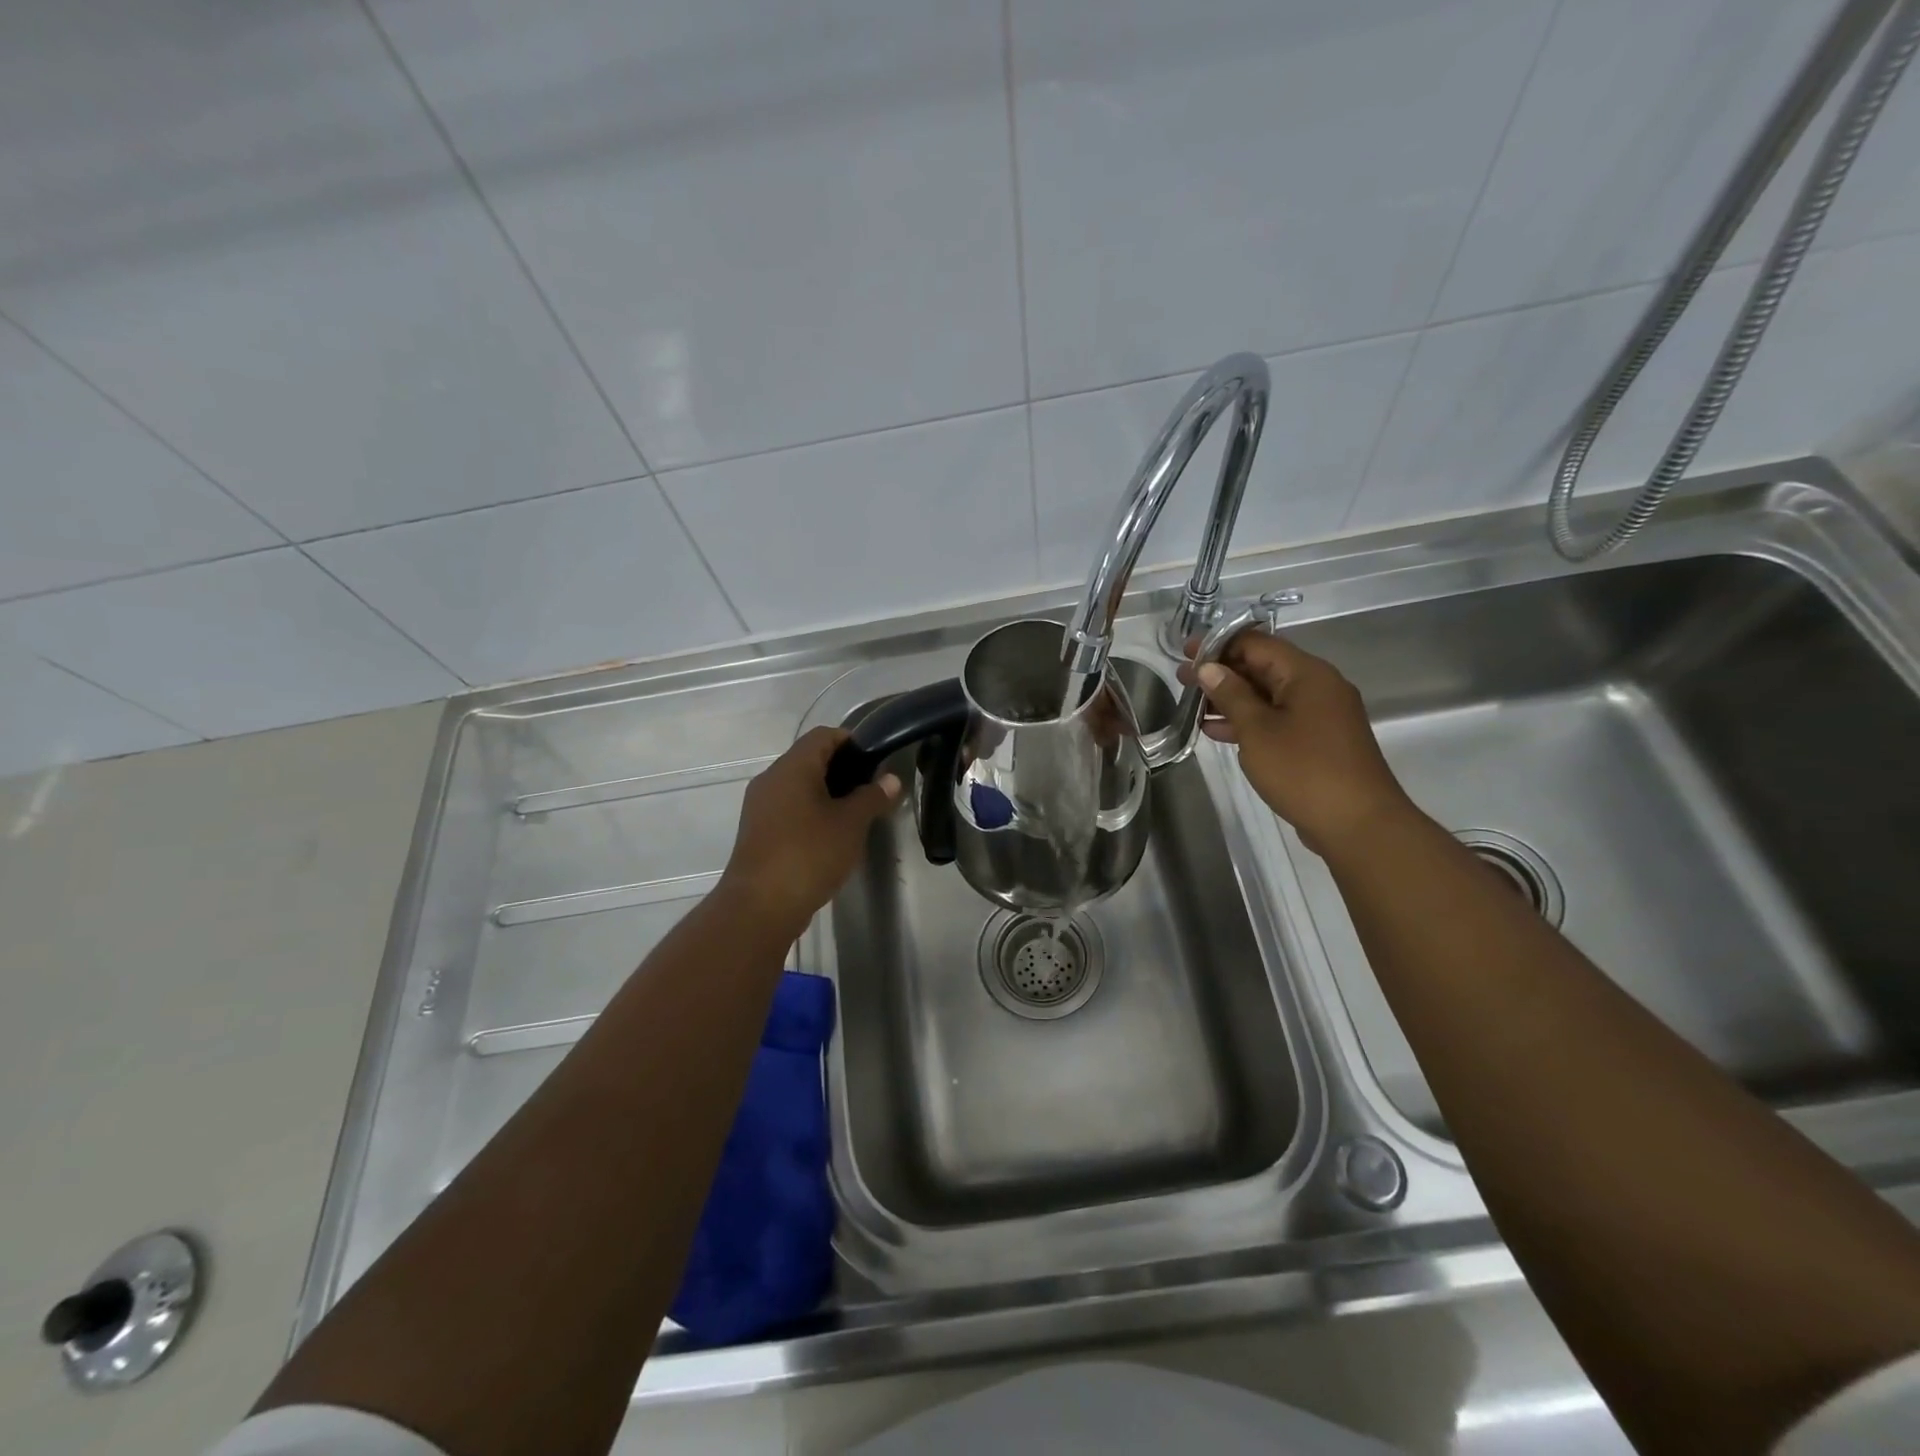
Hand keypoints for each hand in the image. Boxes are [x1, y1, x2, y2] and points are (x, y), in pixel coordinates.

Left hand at [719, 726, 900, 936]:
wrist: (760, 907)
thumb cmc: (809, 854)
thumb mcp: (851, 824)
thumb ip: (872, 797)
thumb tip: (891, 779)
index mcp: (792, 767)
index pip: (823, 735)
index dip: (852, 741)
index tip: (876, 762)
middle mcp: (771, 779)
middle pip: (810, 759)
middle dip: (843, 770)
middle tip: (872, 790)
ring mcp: (760, 807)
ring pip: (799, 786)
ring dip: (827, 794)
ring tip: (857, 815)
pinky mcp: (758, 832)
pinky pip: (789, 809)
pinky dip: (811, 813)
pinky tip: (832, 837)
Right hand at [1182, 630, 1414, 854]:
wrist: (1358, 824)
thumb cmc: (1304, 770)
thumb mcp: (1257, 730)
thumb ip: (1231, 695)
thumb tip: (1209, 668)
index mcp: (1307, 674)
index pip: (1257, 643)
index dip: (1218, 644)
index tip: (1185, 652)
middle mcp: (1317, 686)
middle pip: (1263, 667)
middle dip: (1221, 672)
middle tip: (1182, 680)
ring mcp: (1320, 715)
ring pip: (1268, 695)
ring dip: (1231, 699)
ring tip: (1192, 706)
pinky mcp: (1318, 740)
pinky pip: (1278, 718)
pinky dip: (1249, 721)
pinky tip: (1216, 731)